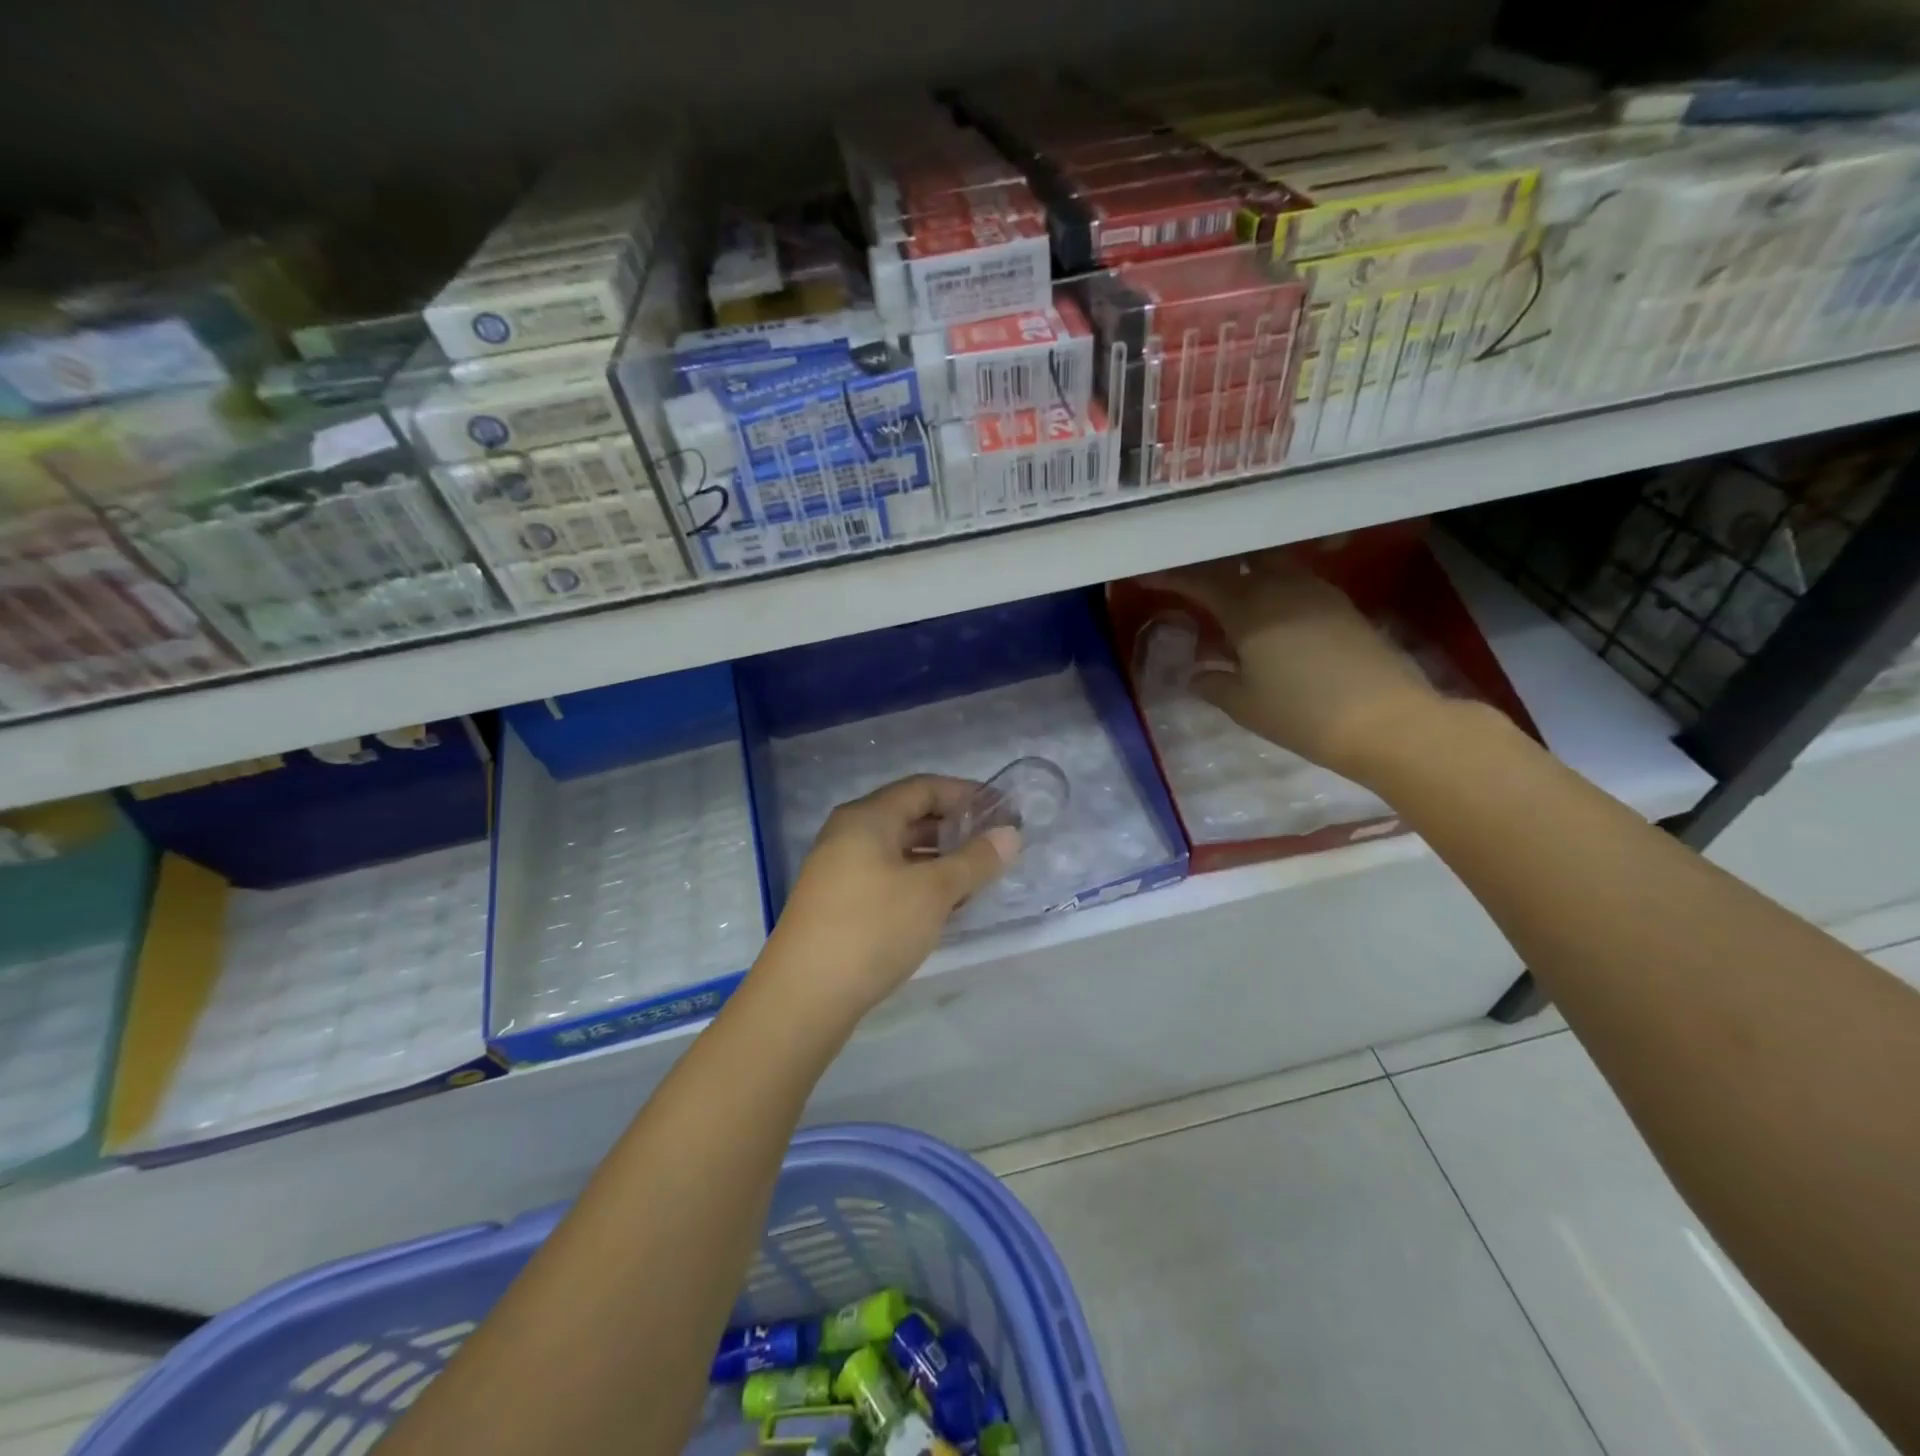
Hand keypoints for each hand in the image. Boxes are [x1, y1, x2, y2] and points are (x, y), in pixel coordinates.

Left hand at [756, 775, 1018, 1020]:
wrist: (803, 997)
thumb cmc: (872, 929)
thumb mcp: (933, 892)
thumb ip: (975, 860)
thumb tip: (1010, 834)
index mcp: (867, 817)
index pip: (924, 787)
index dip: (966, 794)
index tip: (1003, 811)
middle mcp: (849, 835)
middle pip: (910, 817)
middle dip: (955, 829)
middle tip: (996, 846)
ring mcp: (840, 870)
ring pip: (900, 851)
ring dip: (939, 860)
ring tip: (978, 879)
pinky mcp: (839, 903)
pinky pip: (888, 878)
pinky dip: (919, 883)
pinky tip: (944, 907)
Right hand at [1141, 550, 1447, 782]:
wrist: (1384, 720)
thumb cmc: (1301, 714)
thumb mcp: (1244, 705)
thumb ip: (1214, 683)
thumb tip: (1197, 674)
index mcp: (1249, 609)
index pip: (1201, 581)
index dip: (1172, 577)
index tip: (1147, 575)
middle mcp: (1282, 588)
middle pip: (1238, 562)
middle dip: (1210, 566)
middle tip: (1190, 578)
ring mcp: (1317, 593)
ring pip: (1271, 567)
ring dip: (1245, 574)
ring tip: (1227, 593)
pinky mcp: (1341, 606)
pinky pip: (1296, 583)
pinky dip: (1273, 588)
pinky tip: (1269, 612)